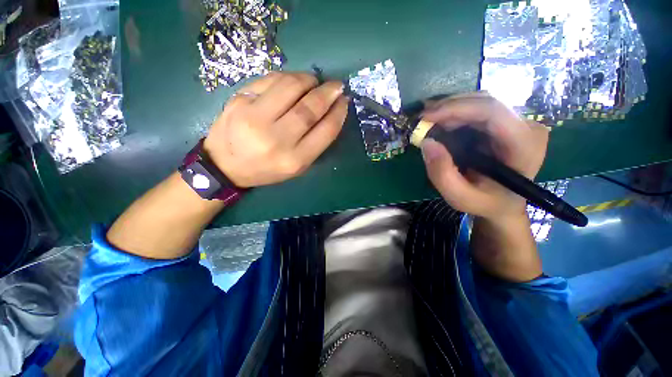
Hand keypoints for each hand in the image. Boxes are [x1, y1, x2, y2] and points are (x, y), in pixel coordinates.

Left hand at [204, 72, 347, 187]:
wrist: (225, 165)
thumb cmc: (267, 169)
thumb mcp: (297, 167)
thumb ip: (315, 144)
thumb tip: (330, 113)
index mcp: (294, 160)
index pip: (325, 131)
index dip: (338, 113)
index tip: (344, 102)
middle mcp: (276, 139)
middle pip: (309, 107)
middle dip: (328, 92)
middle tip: (336, 86)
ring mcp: (255, 117)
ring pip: (291, 87)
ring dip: (308, 80)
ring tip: (314, 82)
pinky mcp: (239, 100)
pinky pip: (271, 80)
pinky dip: (288, 77)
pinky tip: (293, 82)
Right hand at [420, 93, 548, 220]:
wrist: (504, 203)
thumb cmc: (485, 203)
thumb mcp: (459, 197)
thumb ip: (442, 174)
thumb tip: (427, 143)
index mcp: (524, 145)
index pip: (492, 111)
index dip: (456, 108)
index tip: (426, 118)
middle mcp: (527, 126)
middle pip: (485, 102)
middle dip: (449, 108)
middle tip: (422, 120)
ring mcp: (520, 122)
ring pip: (481, 102)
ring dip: (451, 109)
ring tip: (429, 122)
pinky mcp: (507, 122)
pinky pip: (479, 110)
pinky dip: (456, 113)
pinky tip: (441, 122)